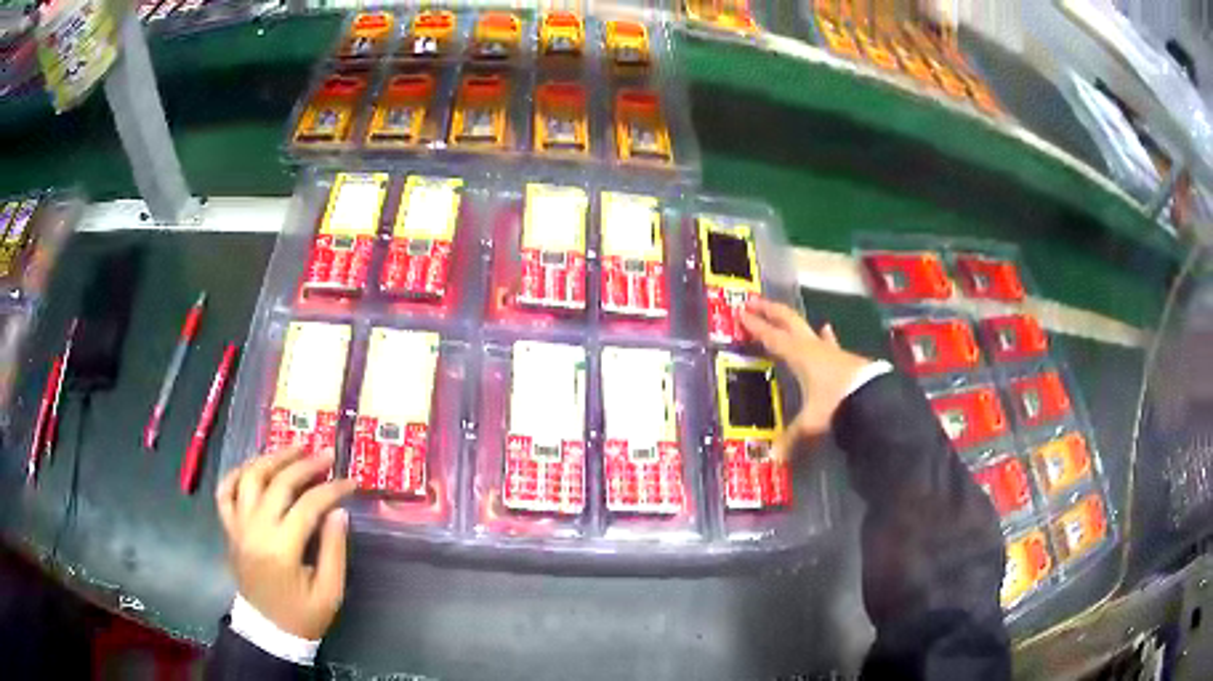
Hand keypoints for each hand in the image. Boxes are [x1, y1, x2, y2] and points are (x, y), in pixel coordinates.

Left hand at [215, 447, 356, 640]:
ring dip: (271, 459)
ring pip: (249, 478)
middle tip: (325, 454)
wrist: (267, 631)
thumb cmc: (303, 616)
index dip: (332, 489)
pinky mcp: (229, 529)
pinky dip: (237, 474)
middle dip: (305, 464)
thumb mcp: (329, 592)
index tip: (351, 481)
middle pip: (278, 483)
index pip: (308, 505)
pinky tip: (254, 468)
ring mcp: (238, 527)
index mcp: (282, 549)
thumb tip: (339, 511)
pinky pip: (225, 492)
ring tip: (293, 450)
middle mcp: (255, 530)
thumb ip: (334, 550)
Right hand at [741, 299, 874, 458]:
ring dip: (794, 321)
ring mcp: (830, 350)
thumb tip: (773, 458)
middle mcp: (812, 347)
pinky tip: (827, 329)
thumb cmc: (836, 404)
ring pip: (808, 327)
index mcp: (798, 355)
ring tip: (784, 314)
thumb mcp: (811, 422)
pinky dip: (825, 336)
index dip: (755, 326)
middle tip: (754, 301)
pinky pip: (829, 342)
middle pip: (788, 321)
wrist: (874, 399)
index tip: (741, 313)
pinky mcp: (844, 357)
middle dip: (770, 310)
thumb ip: (791, 438)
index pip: (771, 336)